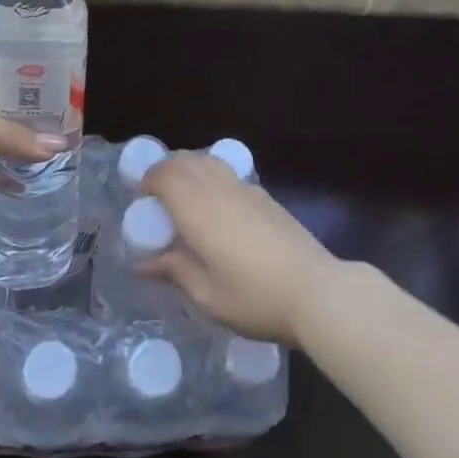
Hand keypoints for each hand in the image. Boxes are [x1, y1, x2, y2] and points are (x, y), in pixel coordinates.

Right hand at [139, 153, 340, 345]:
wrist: (316, 291)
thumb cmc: (255, 297)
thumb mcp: (207, 296)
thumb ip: (174, 271)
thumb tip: (142, 264)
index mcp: (197, 209)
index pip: (165, 174)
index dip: (149, 180)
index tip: (142, 201)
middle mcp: (218, 189)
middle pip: (185, 160)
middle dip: (166, 170)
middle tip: (158, 197)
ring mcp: (245, 189)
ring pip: (208, 160)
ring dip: (189, 169)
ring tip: (185, 197)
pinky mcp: (265, 196)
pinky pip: (228, 173)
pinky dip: (212, 177)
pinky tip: (218, 208)